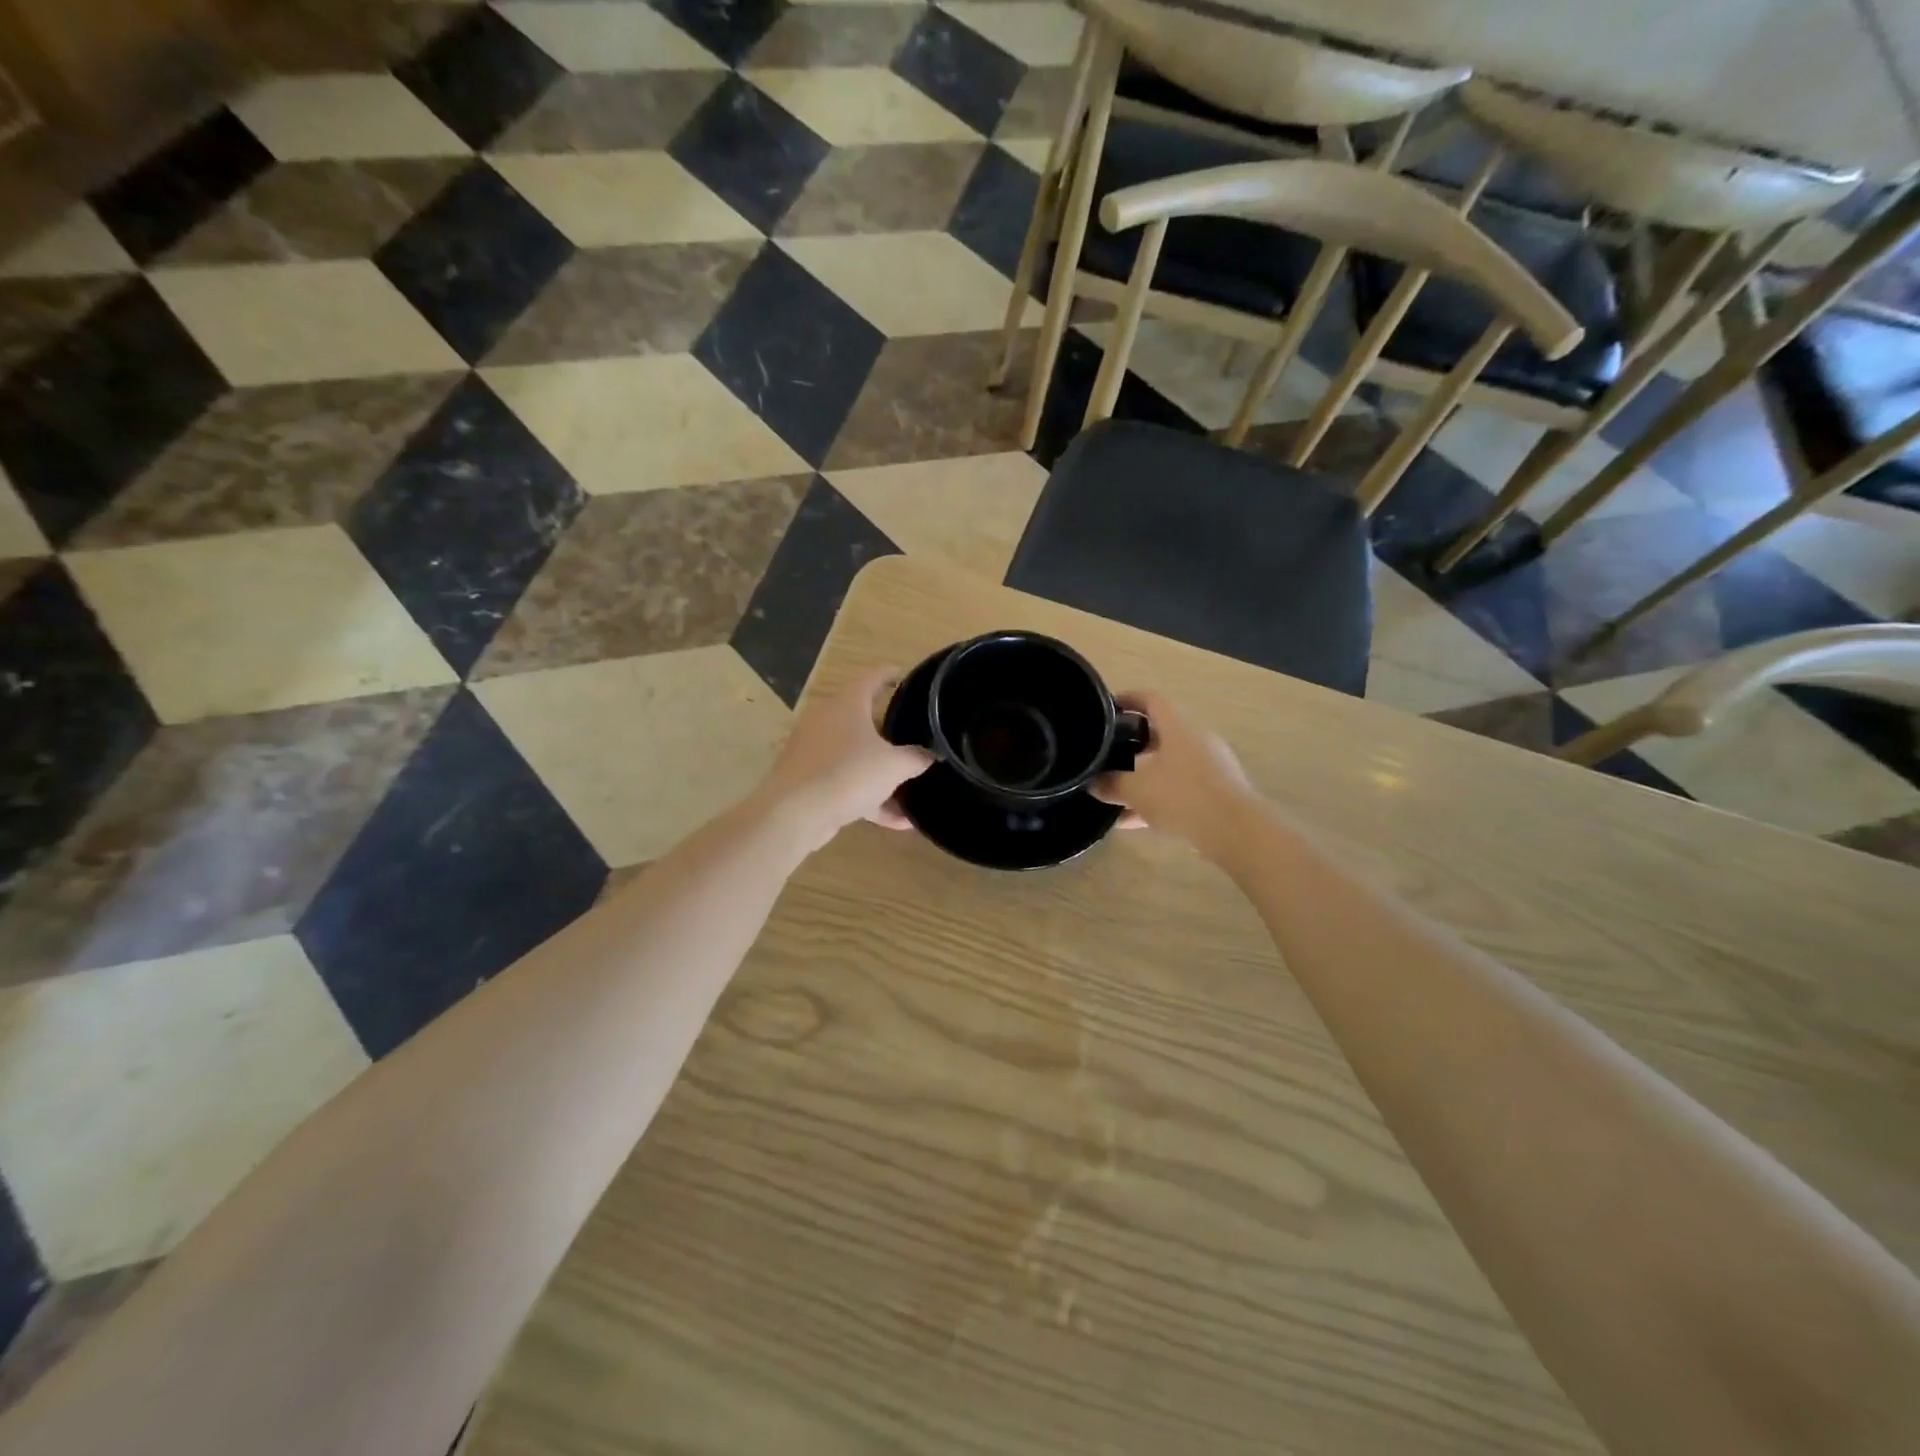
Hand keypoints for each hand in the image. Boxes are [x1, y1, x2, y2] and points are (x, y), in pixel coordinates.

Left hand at [756, 667, 933, 852]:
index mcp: (848, 704)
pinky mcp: (811, 779)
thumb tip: (933, 754)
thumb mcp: (894, 766)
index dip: (891, 675)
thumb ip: (917, 758)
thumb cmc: (849, 774)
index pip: (872, 678)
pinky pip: (848, 783)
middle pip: (863, 718)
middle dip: (889, 730)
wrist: (795, 813)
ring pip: (856, 755)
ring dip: (882, 772)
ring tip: (911, 785)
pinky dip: (871, 798)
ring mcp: (816, 750)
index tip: (905, 676)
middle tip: (915, 734)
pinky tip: (898, 822)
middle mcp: (828, 720)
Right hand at [1092, 690, 1261, 861]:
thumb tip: (1093, 783)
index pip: (1152, 700)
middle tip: (1107, 755)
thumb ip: (1111, 785)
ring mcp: (1211, 767)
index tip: (1107, 708)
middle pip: (1160, 734)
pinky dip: (1158, 798)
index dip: (1128, 699)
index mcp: (1178, 727)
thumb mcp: (1137, 791)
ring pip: (1169, 765)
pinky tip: (1135, 821)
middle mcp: (1197, 740)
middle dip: (1132, 745)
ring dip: (1144, 778)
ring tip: (1116, 795)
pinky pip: (1180, 788)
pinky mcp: (1218, 792)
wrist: (1236, 831)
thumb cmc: (1183, 797)